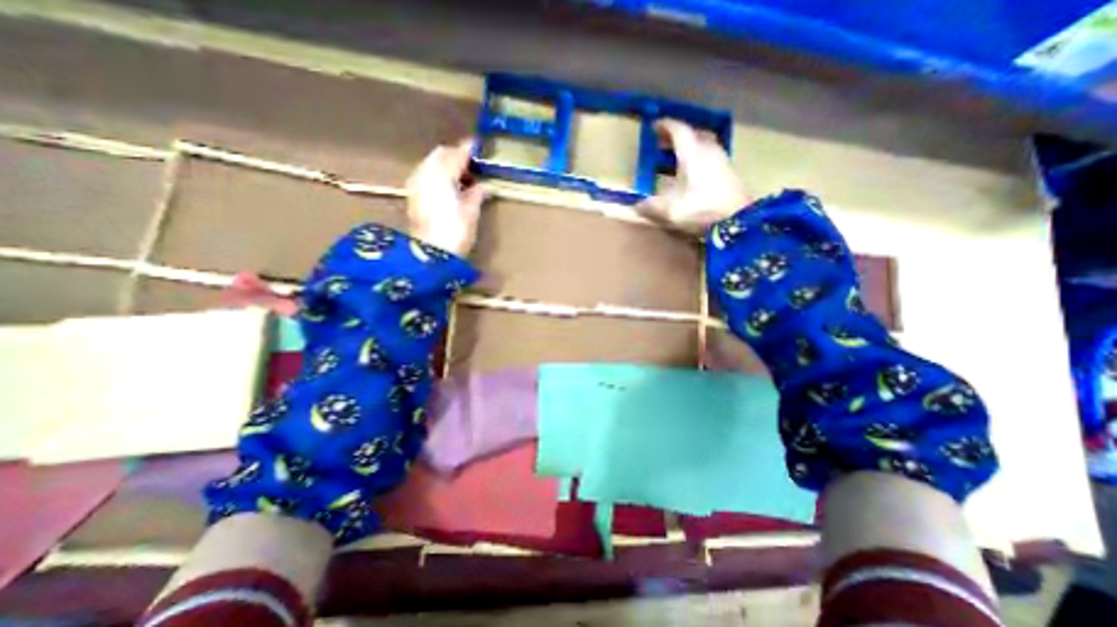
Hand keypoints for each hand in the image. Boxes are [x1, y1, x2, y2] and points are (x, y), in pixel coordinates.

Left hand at [404, 141, 486, 256]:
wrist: (430, 253)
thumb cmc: (455, 232)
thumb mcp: (471, 213)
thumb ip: (477, 194)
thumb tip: (485, 186)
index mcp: (442, 175)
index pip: (456, 154)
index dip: (468, 149)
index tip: (478, 144)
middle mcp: (426, 174)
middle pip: (440, 154)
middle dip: (455, 155)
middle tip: (472, 164)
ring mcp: (417, 183)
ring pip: (431, 163)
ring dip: (446, 165)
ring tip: (463, 177)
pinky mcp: (413, 195)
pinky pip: (426, 174)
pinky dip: (438, 175)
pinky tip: (449, 187)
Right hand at [636, 120, 750, 235]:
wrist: (737, 220)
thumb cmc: (701, 208)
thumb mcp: (670, 210)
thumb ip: (651, 207)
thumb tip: (636, 206)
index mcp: (692, 153)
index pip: (679, 130)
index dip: (665, 126)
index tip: (654, 126)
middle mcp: (708, 150)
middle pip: (692, 135)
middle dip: (676, 137)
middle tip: (661, 143)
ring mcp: (721, 160)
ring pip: (702, 145)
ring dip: (688, 148)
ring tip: (674, 158)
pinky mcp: (728, 172)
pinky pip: (709, 157)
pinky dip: (697, 159)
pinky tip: (690, 174)